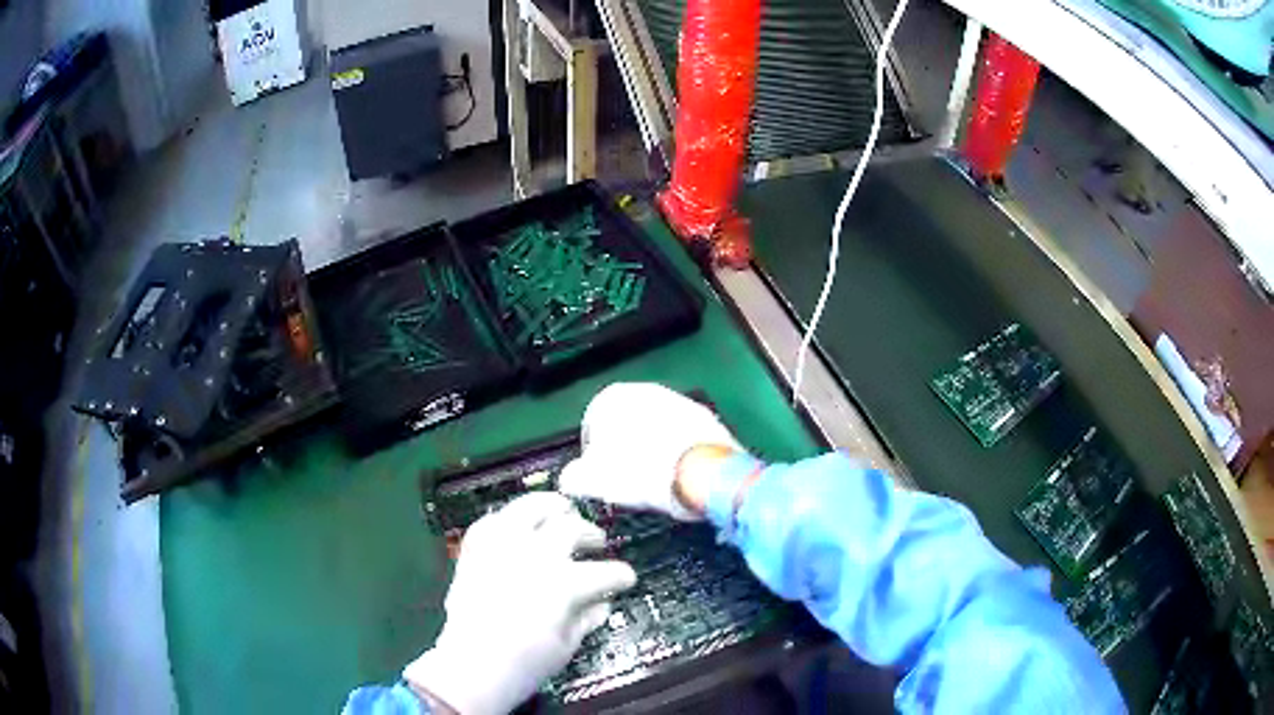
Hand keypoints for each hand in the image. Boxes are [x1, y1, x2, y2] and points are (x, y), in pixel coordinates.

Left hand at [403, 492, 636, 714]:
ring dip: (551, 507)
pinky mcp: (475, 551)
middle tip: (597, 541)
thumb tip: (603, 602)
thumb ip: (588, 617)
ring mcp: (502, 548)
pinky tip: (517, 525)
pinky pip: (492, 522)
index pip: (605, 572)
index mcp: (565, 583)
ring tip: (562, 510)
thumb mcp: (567, 645)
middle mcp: (535, 556)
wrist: (471, 668)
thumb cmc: (526, 664)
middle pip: (570, 528)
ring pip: (529, 508)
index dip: (621, 575)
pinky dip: (508, 520)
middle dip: (590, 533)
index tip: (627, 577)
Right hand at [558, 383, 740, 519]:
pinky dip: (678, 452)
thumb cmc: (641, 473)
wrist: (703, 473)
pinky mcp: (709, 419)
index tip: (598, 476)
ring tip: (654, 482)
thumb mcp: (594, 481)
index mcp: (613, 397)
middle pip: (627, 423)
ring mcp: (681, 401)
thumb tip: (570, 479)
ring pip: (657, 427)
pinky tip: (678, 476)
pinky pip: (683, 436)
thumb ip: (574, 477)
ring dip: (652, 450)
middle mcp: (647, 390)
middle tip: (626, 480)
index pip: (592, 423)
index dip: (592, 454)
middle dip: (625, 449)